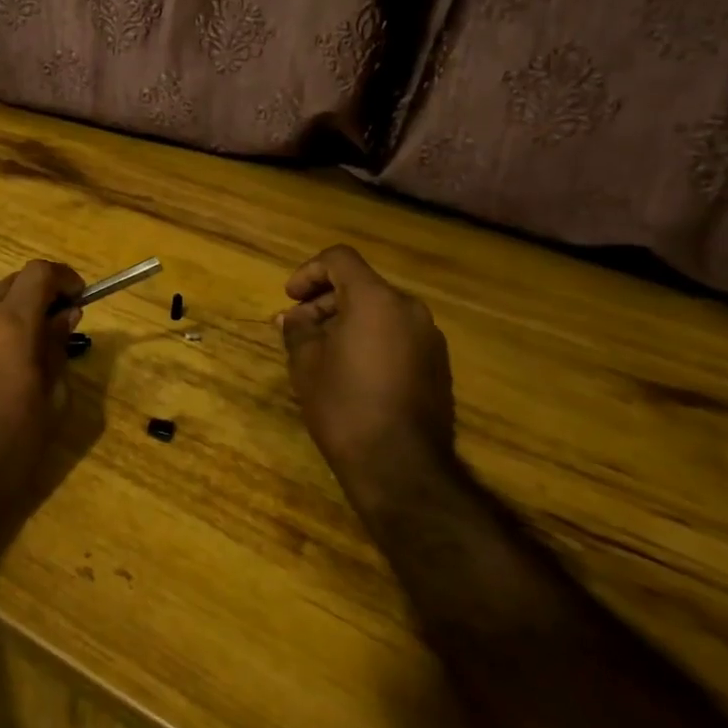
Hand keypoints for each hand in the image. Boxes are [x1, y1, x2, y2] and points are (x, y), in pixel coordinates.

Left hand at [0, 260, 84, 555]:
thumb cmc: (9, 445)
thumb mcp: (49, 399)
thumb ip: (57, 348)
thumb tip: (64, 316)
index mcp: (9, 322)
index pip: (39, 272)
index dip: (64, 278)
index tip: (80, 299)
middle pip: (14, 282)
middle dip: (40, 294)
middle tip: (61, 325)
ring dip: (15, 310)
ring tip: (33, 349)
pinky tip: (4, 366)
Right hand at [278, 244, 456, 510]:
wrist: (401, 467)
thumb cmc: (344, 405)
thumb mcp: (306, 363)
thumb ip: (297, 329)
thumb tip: (292, 318)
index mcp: (376, 299)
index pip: (339, 259)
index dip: (308, 272)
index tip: (290, 298)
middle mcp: (409, 310)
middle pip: (361, 285)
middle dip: (324, 300)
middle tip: (297, 329)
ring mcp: (429, 339)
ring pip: (380, 311)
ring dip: (346, 321)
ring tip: (320, 352)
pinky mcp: (438, 366)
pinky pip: (397, 336)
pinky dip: (370, 339)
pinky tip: (350, 371)